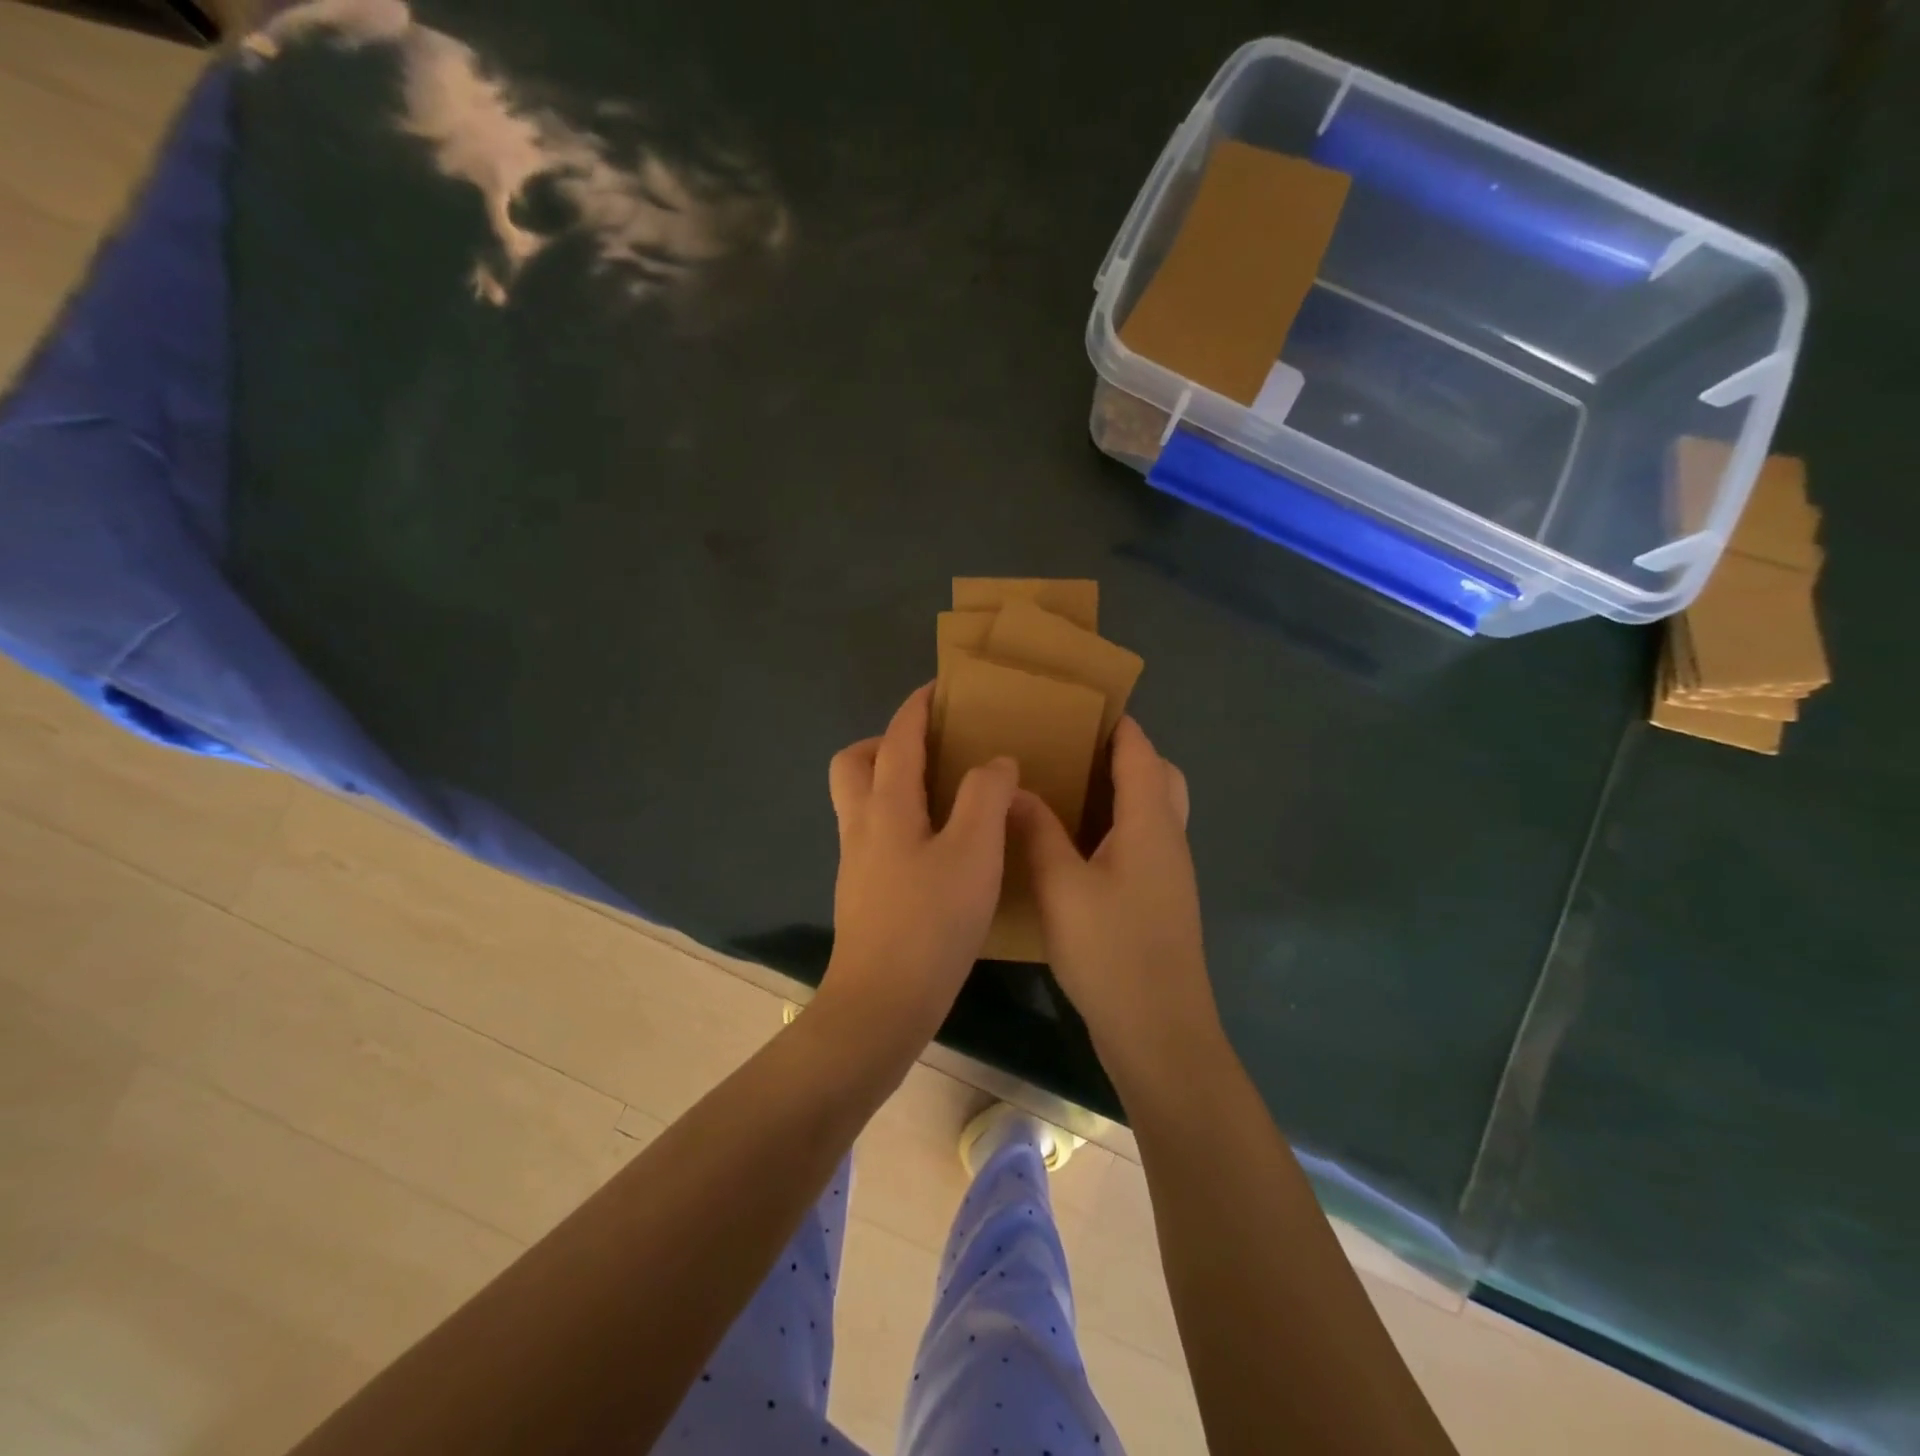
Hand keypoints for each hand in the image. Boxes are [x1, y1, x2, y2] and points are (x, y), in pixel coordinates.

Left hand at [819, 685, 1018, 1045]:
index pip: (897, 738)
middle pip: (854, 763)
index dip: (918, 707)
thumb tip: (995, 763)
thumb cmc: (931, 922)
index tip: (942, 688)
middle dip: (885, 742)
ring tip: (941, 794)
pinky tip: (936, 846)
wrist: (882, 1003)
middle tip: (931, 750)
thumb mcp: (974, 853)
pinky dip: (897, 819)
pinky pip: (873, 834)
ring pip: (859, 800)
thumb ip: (986, 797)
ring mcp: (855, 861)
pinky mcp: (861, 892)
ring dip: (889, 781)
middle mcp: (861, 826)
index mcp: (886, 806)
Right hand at [1011, 717, 1221, 1087]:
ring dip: (1119, 790)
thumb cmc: (1112, 953)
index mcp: (1150, 823)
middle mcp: (1167, 838)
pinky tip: (1071, 844)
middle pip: (1158, 775)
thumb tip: (1015, 788)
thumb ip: (1038, 833)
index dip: (1115, 722)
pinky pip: (1142, 840)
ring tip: (1063, 788)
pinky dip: (1115, 824)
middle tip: (1069, 750)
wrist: (1160, 1033)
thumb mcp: (1061, 888)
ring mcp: (1169, 871)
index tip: (1075, 704)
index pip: (1140, 752)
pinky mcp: (1159, 898)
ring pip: (1152, 810)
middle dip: (1122, 753)